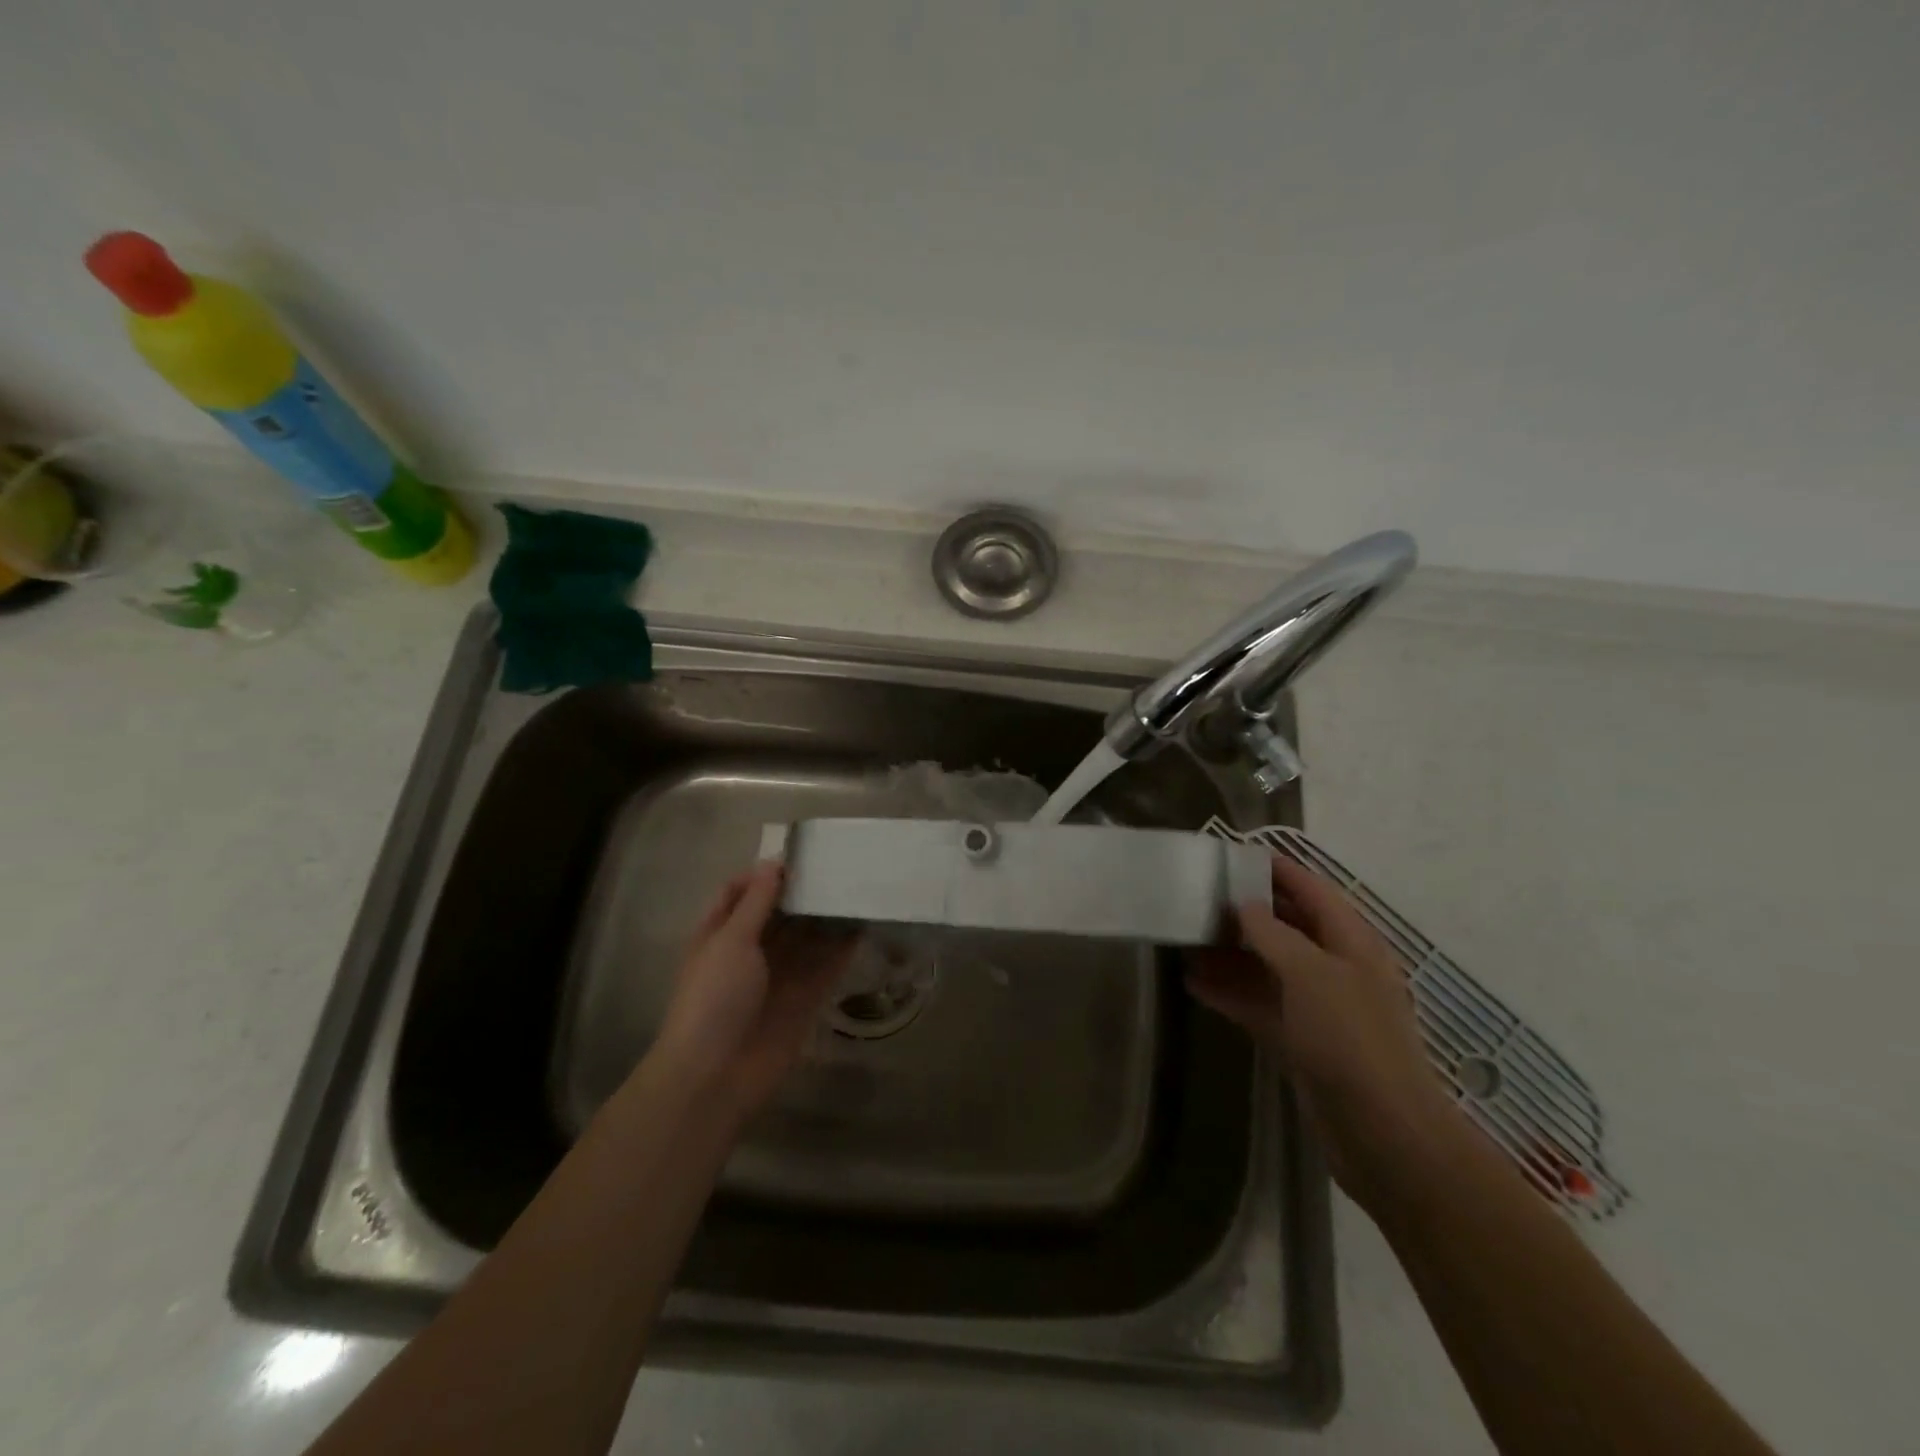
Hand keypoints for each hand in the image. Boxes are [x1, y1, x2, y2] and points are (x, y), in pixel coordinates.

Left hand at [652, 862, 855, 1123]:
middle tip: (839, 866)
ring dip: (827, 916)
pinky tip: (864, 924)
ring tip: (858, 888)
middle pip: (779, 913)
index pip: (739, 892)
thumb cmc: (713, 999)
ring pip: (807, 937)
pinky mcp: (805, 999)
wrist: (716, 1076)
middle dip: (803, 892)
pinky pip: (827, 966)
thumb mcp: (730, 941)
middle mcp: (750, 951)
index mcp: (720, 933)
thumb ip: (756, 902)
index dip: (763, 874)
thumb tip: (773, 863)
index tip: (798, 855)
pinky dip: (843, 947)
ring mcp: (779, 976)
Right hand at [1187, 855, 1465, 1209]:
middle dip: (1246, 911)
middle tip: (1198, 897)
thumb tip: (1245, 905)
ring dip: (1230, 953)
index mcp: (1351, 942)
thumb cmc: (1350, 1038)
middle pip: (1287, 926)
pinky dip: (1230, 992)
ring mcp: (1317, 1005)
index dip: (1277, 870)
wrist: (1381, 1132)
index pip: (1312, 890)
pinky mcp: (1300, 1038)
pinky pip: (1259, 1003)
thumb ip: (1273, 933)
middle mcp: (1335, 967)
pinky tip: (1193, 984)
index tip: (1233, 855)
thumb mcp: (1310, 973)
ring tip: (1185, 939)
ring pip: (1268, 965)